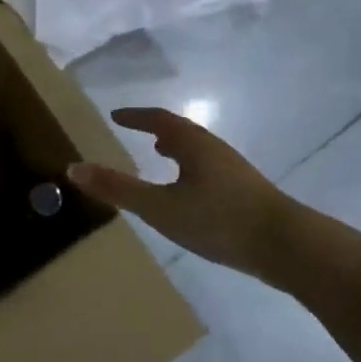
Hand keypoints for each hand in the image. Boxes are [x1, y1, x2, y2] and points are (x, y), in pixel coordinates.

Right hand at [67, 107, 302, 282]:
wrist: (286, 245)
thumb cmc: (218, 219)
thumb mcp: (159, 207)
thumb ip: (118, 189)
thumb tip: (74, 168)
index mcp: (192, 144)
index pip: (158, 120)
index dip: (135, 116)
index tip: (116, 115)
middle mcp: (214, 149)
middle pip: (182, 131)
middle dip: (157, 130)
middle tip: (138, 133)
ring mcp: (234, 170)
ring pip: (198, 151)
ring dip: (177, 149)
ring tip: (161, 156)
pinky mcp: (246, 192)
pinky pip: (209, 169)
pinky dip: (191, 168)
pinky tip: (192, 193)